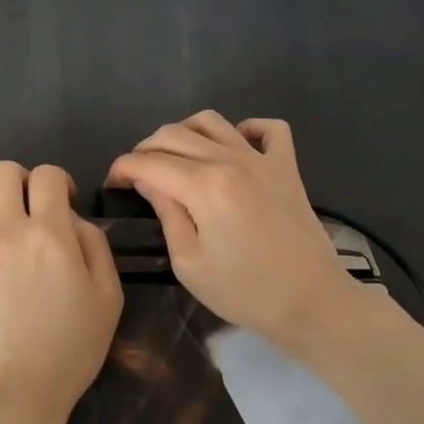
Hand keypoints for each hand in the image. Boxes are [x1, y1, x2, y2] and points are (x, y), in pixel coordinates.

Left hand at [0, 162, 123, 423]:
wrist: (10, 399)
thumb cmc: (66, 353)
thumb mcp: (107, 299)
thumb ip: (95, 246)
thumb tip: (72, 217)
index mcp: (49, 235)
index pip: (48, 176)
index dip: (58, 183)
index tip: (62, 205)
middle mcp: (3, 230)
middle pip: (4, 172)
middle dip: (21, 181)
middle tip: (27, 208)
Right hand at [106, 112, 354, 348]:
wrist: (311, 302)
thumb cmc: (244, 291)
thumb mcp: (189, 262)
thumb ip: (167, 213)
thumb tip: (148, 182)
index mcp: (203, 186)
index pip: (148, 162)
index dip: (123, 169)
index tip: (112, 184)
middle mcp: (230, 160)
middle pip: (174, 134)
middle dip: (145, 149)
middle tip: (137, 175)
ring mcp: (262, 159)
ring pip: (213, 121)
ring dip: (185, 132)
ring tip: (176, 158)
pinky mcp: (287, 167)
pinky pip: (269, 129)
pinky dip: (248, 128)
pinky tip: (235, 146)